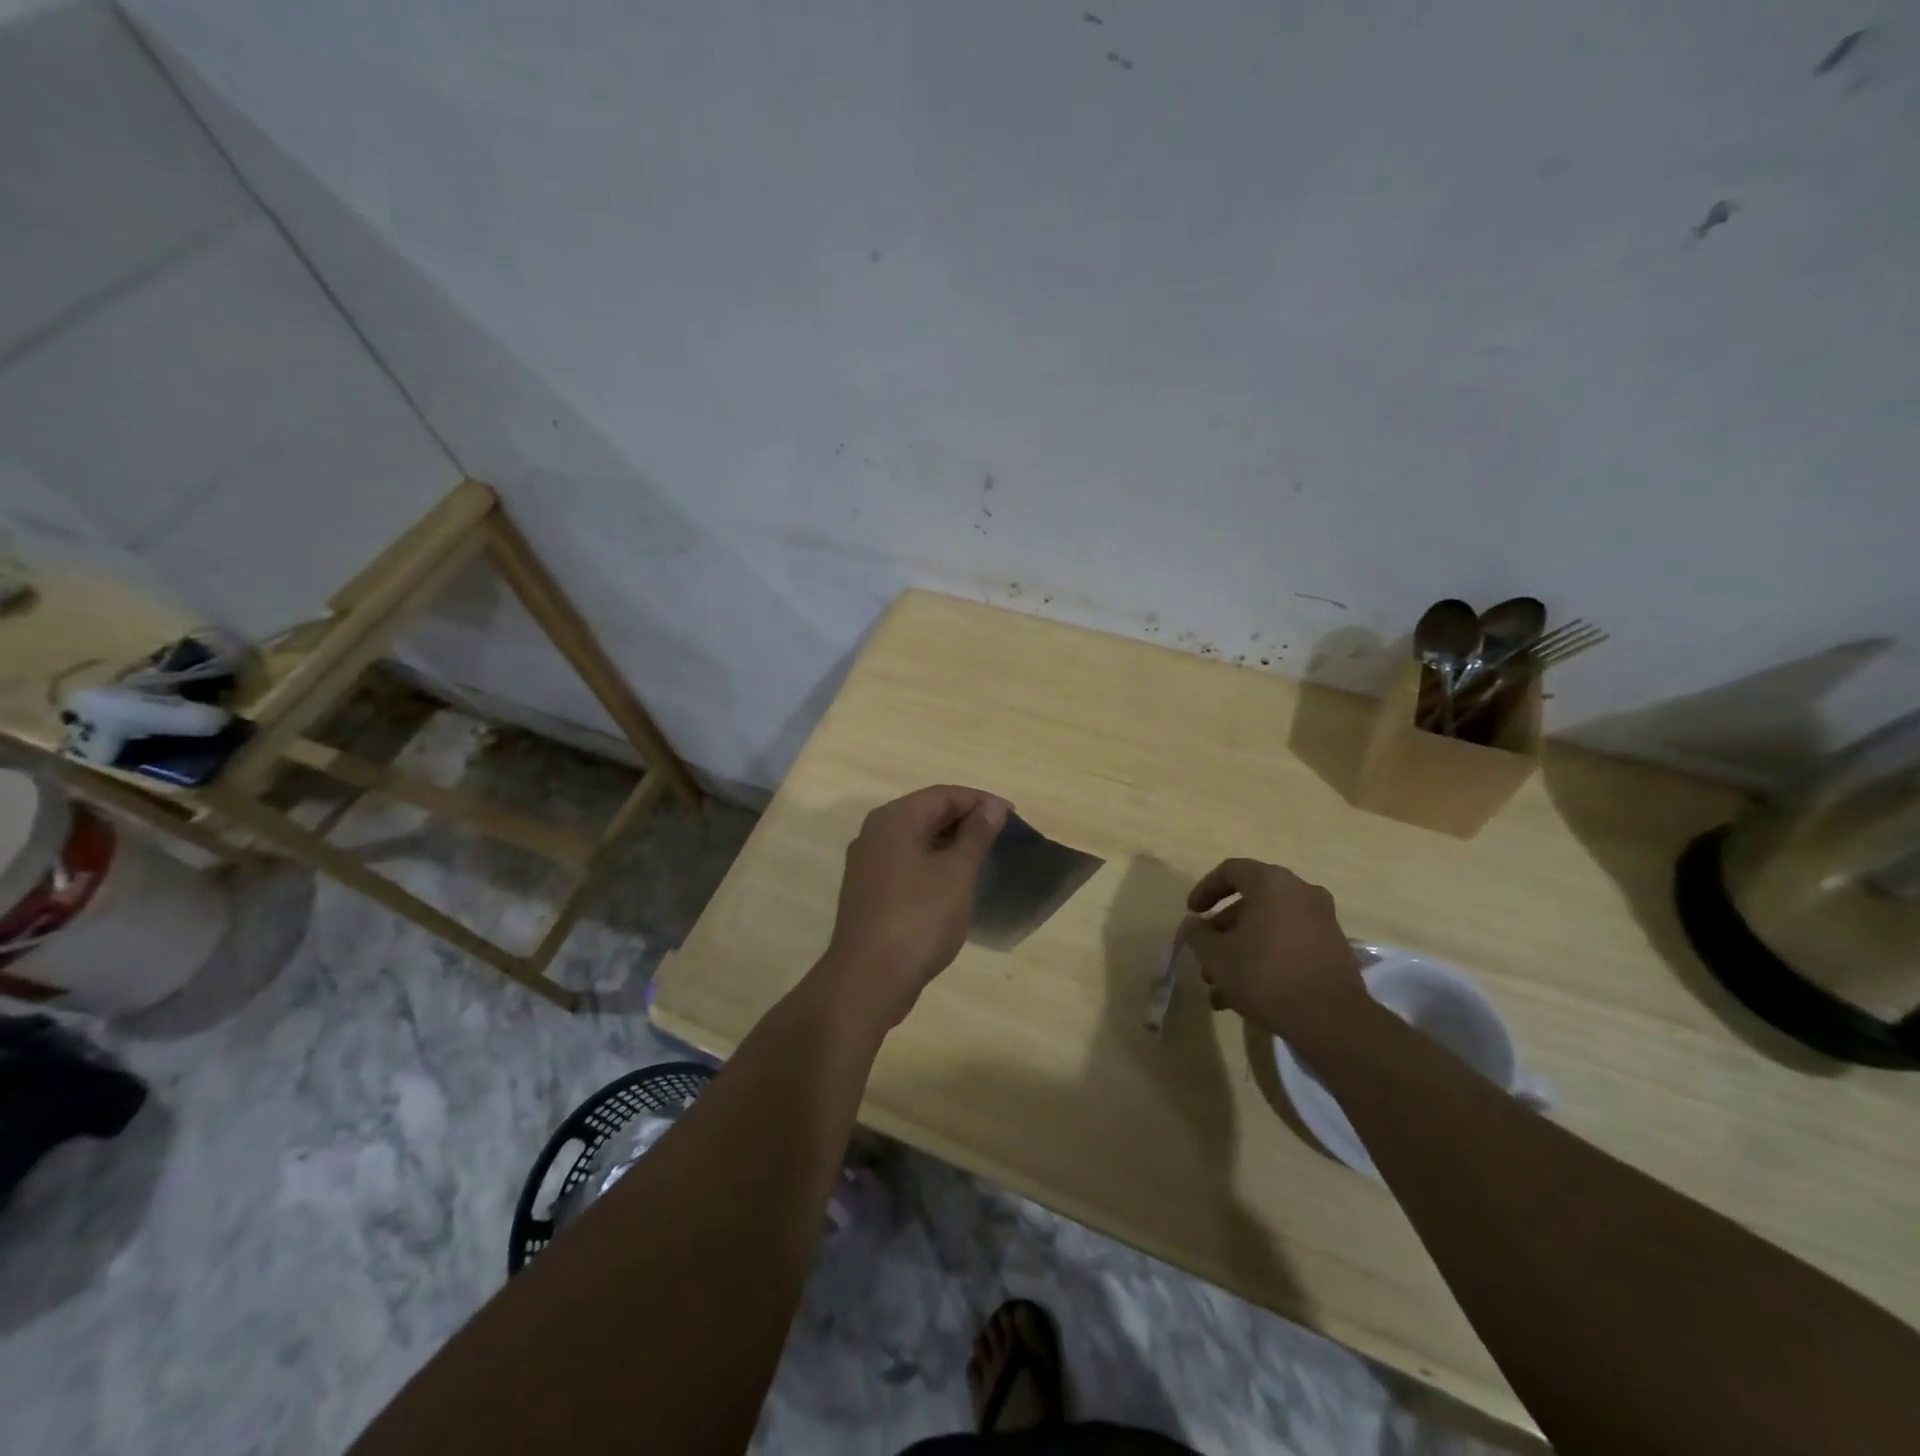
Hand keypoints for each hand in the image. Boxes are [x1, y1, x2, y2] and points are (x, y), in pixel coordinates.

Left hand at [814, 785, 1009, 1030]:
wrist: (868, 979)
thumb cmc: (919, 918)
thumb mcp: (957, 873)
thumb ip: (976, 834)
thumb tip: (991, 807)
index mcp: (894, 819)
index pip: (943, 795)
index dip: (980, 801)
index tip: (1013, 817)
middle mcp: (875, 833)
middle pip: (927, 813)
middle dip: (965, 821)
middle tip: (1001, 838)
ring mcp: (867, 864)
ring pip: (916, 840)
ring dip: (950, 844)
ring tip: (983, 860)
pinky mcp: (868, 892)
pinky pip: (906, 864)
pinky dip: (932, 865)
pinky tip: (953, 885)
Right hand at [1182, 858, 1363, 1034]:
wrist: (1332, 1021)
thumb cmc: (1265, 975)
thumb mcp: (1217, 956)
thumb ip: (1198, 934)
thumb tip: (1193, 925)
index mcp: (1273, 883)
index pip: (1231, 870)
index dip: (1205, 889)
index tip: (1192, 913)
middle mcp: (1302, 894)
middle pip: (1250, 903)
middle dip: (1222, 932)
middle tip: (1205, 956)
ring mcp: (1321, 923)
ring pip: (1268, 929)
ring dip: (1240, 952)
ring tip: (1219, 988)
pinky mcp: (1332, 951)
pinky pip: (1288, 946)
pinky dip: (1265, 961)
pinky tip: (1244, 997)